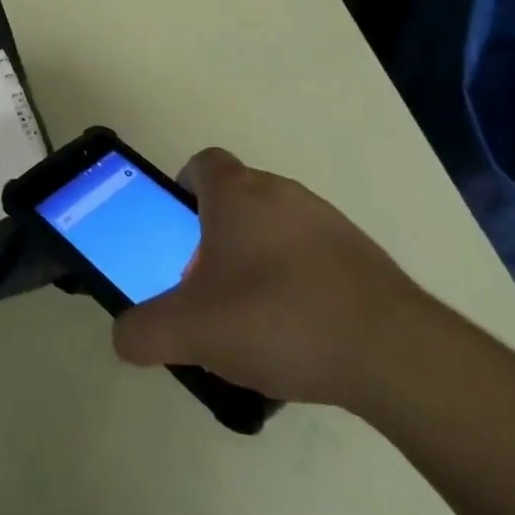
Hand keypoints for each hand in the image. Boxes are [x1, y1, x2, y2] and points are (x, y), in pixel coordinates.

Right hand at [111, 148, 429, 410]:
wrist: (389, 350)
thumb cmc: (276, 318)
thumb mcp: (192, 331)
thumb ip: (145, 332)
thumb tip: (124, 336)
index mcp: (236, 193)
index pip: (202, 164)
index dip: (184, 188)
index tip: (179, 228)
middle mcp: (280, 192)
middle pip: (237, 198)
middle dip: (217, 235)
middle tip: (209, 286)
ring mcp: (325, 220)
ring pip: (276, 227)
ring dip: (259, 259)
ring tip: (255, 319)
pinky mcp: (360, 254)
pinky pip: (313, 256)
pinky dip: (298, 281)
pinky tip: (300, 334)